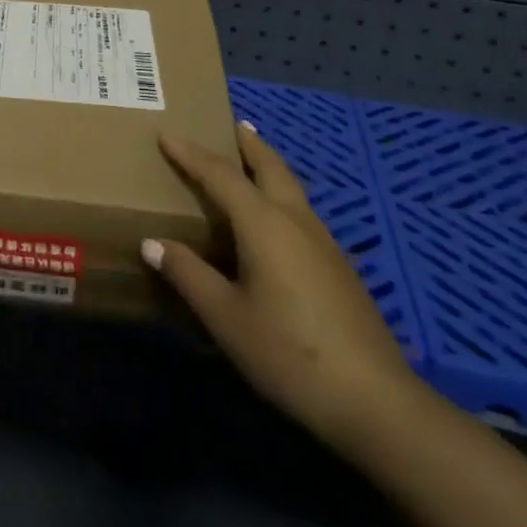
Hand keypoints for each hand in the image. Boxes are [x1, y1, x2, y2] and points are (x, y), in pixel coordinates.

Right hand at [142, 122, 421, 455]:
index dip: (191, 154)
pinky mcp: (339, 267)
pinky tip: (275, 223)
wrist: (373, 400)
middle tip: (232, 125)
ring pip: (292, 189)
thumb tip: (152, 243)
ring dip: (269, 168)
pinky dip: (281, 196)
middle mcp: (296, 221)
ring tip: (250, 164)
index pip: (221, 175)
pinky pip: (301, 213)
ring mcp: (324, 243)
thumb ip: (188, 274)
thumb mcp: (225, 317)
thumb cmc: (288, 352)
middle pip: (272, 167)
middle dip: (250, 144)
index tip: (167, 135)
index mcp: (264, 224)